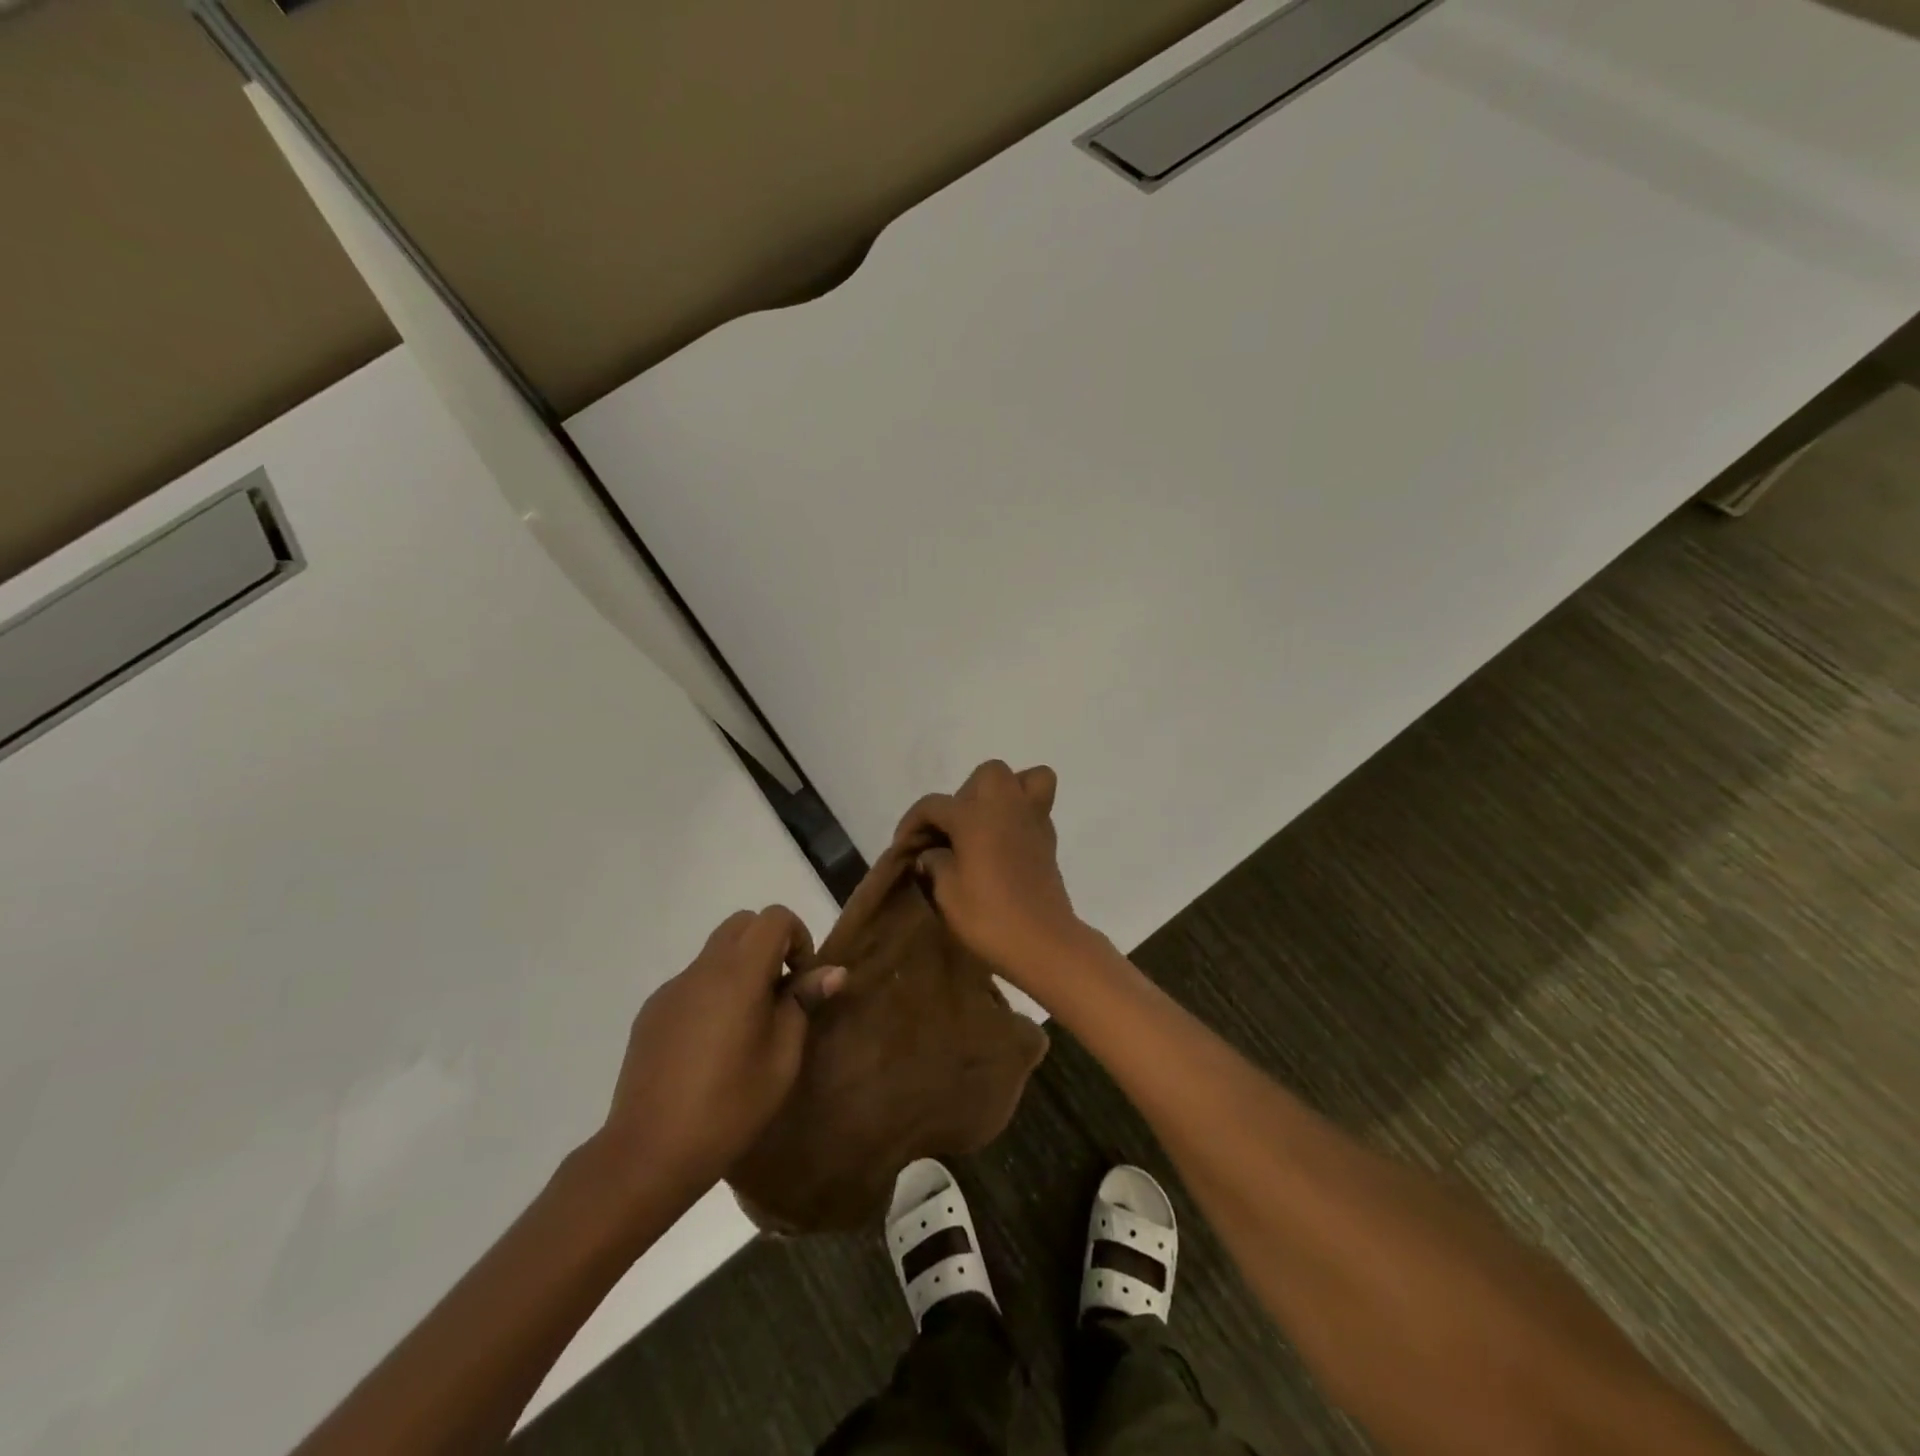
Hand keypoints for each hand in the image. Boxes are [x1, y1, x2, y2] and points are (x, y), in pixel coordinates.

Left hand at [596, 907, 844, 1205]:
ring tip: (746, 1027)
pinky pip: (691, 983)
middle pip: (742, 924)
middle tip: (779, 994)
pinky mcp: (650, 1013)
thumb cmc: (729, 1107)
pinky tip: (710, 1047)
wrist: (648, 1153)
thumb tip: (831, 972)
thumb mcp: (782, 1059)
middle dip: (768, 945)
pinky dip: (712, 994)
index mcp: (738, 974)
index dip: (797, 937)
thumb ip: (803, 1004)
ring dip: (740, 969)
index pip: (773, 917)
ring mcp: (671, 989)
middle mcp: (702, 970)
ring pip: (714, 953)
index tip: (800, 981)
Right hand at [893, 760, 1092, 985]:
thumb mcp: (947, 893)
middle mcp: (1005, 806)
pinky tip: (1005, 842)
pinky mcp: (1049, 838)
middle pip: (985, 776)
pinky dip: (1021, 813)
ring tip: (986, 823)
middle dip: (964, 795)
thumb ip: (936, 863)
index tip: (903, 847)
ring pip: (1024, 778)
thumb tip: (933, 852)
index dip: (912, 823)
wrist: (1043, 942)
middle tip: (953, 830)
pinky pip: (1037, 805)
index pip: (933, 805)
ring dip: (1002, 792)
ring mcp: (1032, 819)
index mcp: (974, 816)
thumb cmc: (989, 917)